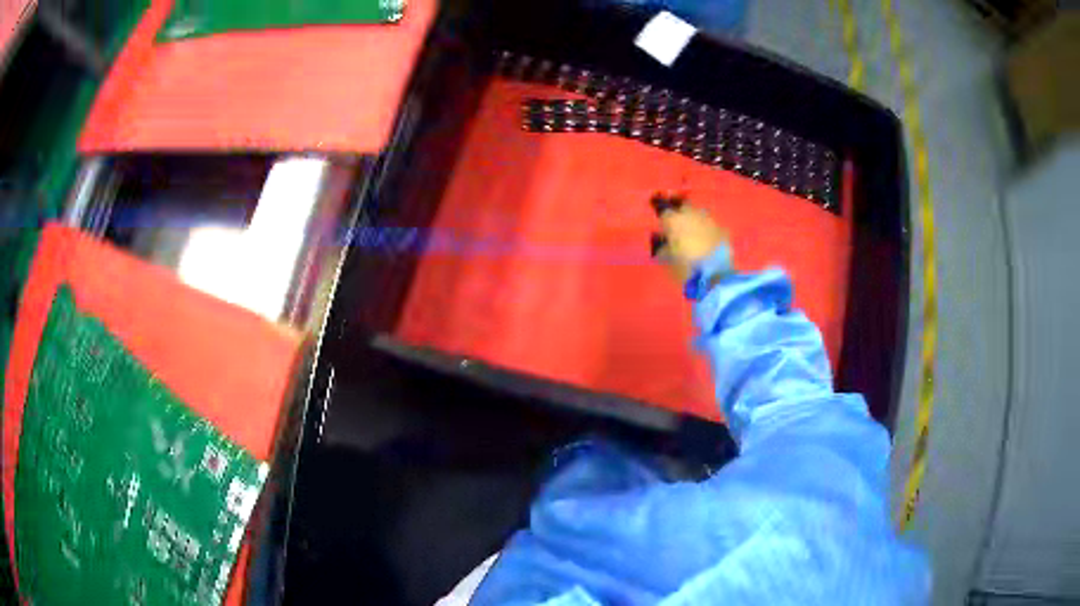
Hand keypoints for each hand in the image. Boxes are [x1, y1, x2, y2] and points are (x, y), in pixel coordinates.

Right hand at [654, 204, 727, 282]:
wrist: (714, 275)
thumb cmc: (685, 267)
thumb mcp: (667, 260)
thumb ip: (662, 247)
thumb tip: (660, 241)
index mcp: (674, 220)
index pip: (664, 211)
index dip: (664, 219)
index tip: (663, 227)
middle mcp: (691, 214)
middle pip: (683, 206)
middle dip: (680, 213)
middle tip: (679, 226)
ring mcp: (708, 220)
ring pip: (699, 213)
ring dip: (695, 220)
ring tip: (694, 232)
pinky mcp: (721, 228)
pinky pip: (711, 224)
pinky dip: (708, 230)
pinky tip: (707, 240)